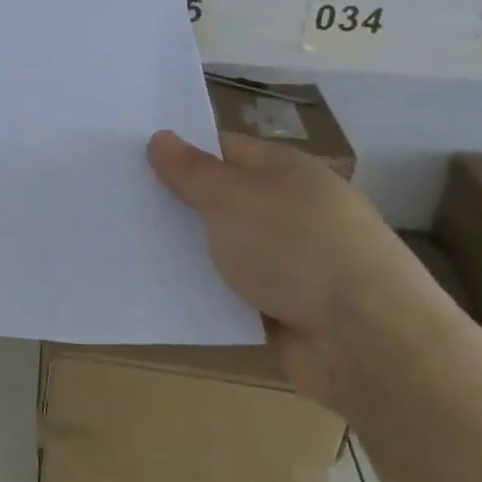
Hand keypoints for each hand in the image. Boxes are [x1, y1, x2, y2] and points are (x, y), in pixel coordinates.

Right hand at [147, 129, 463, 416]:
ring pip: (220, 247)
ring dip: (184, 250)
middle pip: (219, 199)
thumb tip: (160, 137)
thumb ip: (192, 170)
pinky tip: (155, 287)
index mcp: (285, 172)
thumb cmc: (297, 248)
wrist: (367, 343)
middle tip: (114, 200)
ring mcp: (287, 261)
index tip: (127, 158)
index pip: (222, 149)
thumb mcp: (233, 198)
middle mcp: (287, 211)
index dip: (178, 152)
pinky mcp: (281, 308)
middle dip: (174, 202)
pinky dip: (200, 290)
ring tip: (122, 244)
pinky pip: (227, 290)